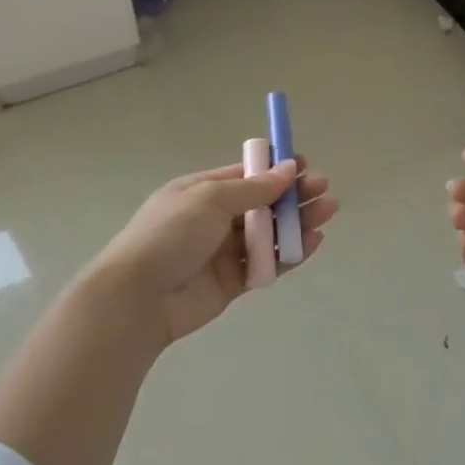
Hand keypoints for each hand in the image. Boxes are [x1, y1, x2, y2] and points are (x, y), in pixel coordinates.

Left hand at [92, 158, 336, 345]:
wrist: (137, 298)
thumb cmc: (170, 234)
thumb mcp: (211, 198)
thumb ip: (254, 188)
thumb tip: (288, 168)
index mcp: (202, 191)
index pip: (246, 174)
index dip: (276, 169)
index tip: (304, 166)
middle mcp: (214, 218)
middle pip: (262, 203)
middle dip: (293, 195)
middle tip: (323, 189)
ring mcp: (223, 252)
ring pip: (269, 233)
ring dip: (297, 221)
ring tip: (327, 212)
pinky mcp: (232, 283)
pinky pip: (267, 264)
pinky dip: (290, 253)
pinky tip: (313, 242)